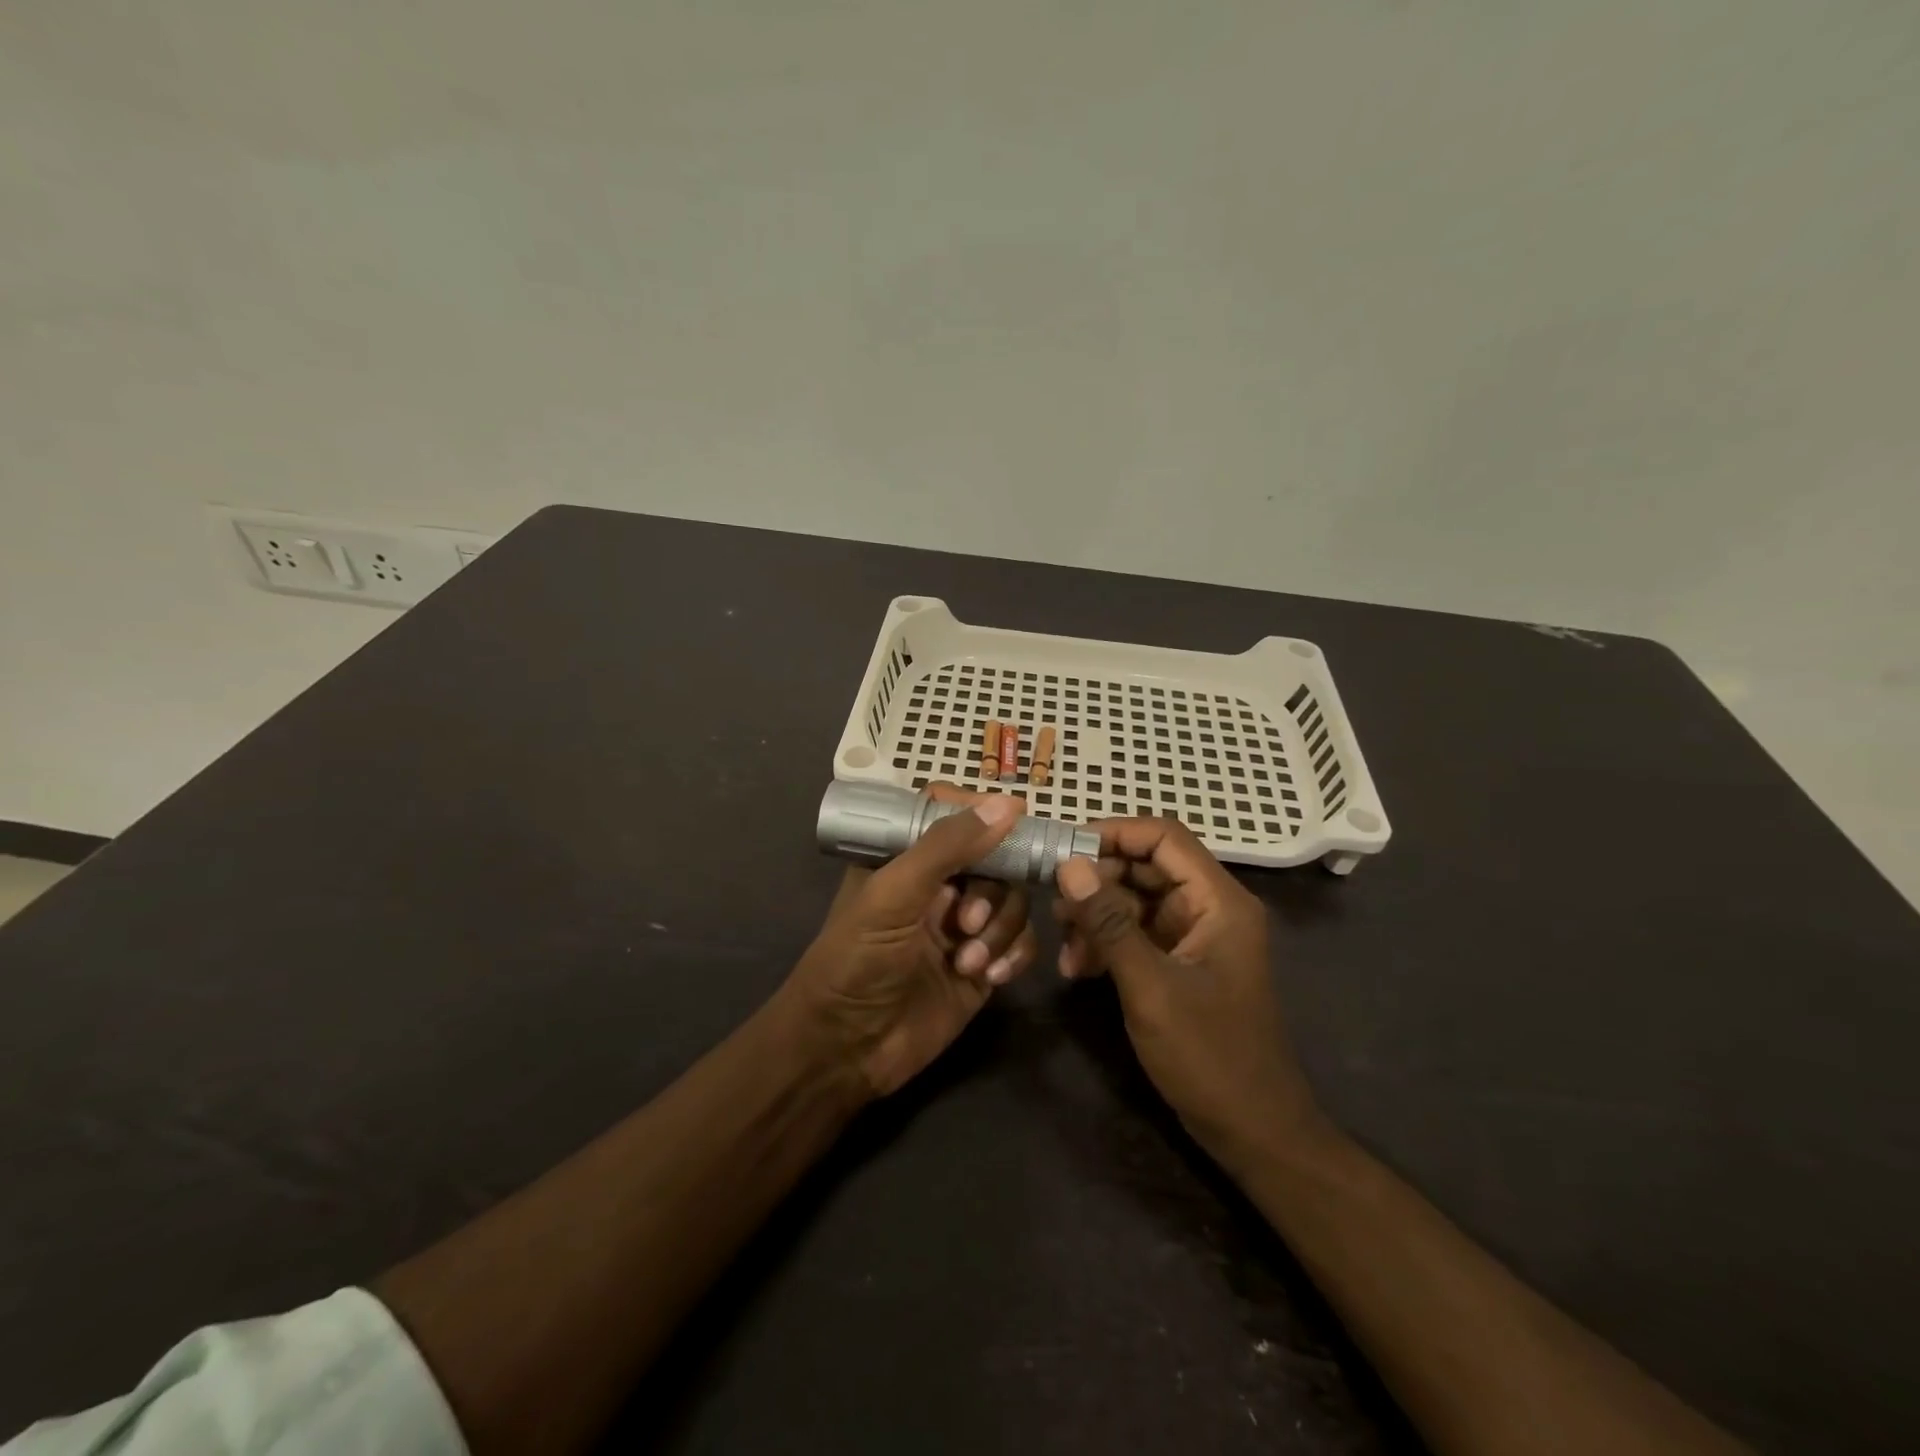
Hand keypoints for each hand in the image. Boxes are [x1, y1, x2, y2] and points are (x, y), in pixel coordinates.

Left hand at [786, 787, 1038, 1098]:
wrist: (846, 1050)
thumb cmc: (856, 961)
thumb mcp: (893, 895)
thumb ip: (947, 847)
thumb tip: (1008, 804)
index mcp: (905, 858)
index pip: (951, 815)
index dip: (983, 813)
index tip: (1017, 817)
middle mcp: (937, 886)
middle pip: (994, 860)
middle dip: (991, 890)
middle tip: (968, 922)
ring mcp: (962, 926)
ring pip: (1012, 901)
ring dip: (1001, 928)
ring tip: (969, 962)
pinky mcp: (982, 965)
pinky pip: (1020, 942)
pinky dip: (1014, 954)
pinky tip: (990, 977)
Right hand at [1052, 818, 1324, 1168]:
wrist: (1253, 1131)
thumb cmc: (1209, 1056)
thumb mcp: (1150, 986)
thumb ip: (1107, 922)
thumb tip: (1067, 865)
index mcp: (1218, 901)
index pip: (1163, 837)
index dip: (1113, 833)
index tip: (1063, 849)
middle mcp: (1209, 907)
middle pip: (1146, 867)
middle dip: (1098, 881)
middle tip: (1054, 904)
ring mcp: (1195, 936)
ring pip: (1136, 900)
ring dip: (1096, 917)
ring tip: (1064, 947)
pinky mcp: (1180, 962)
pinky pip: (1137, 933)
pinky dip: (1107, 943)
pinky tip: (1078, 969)